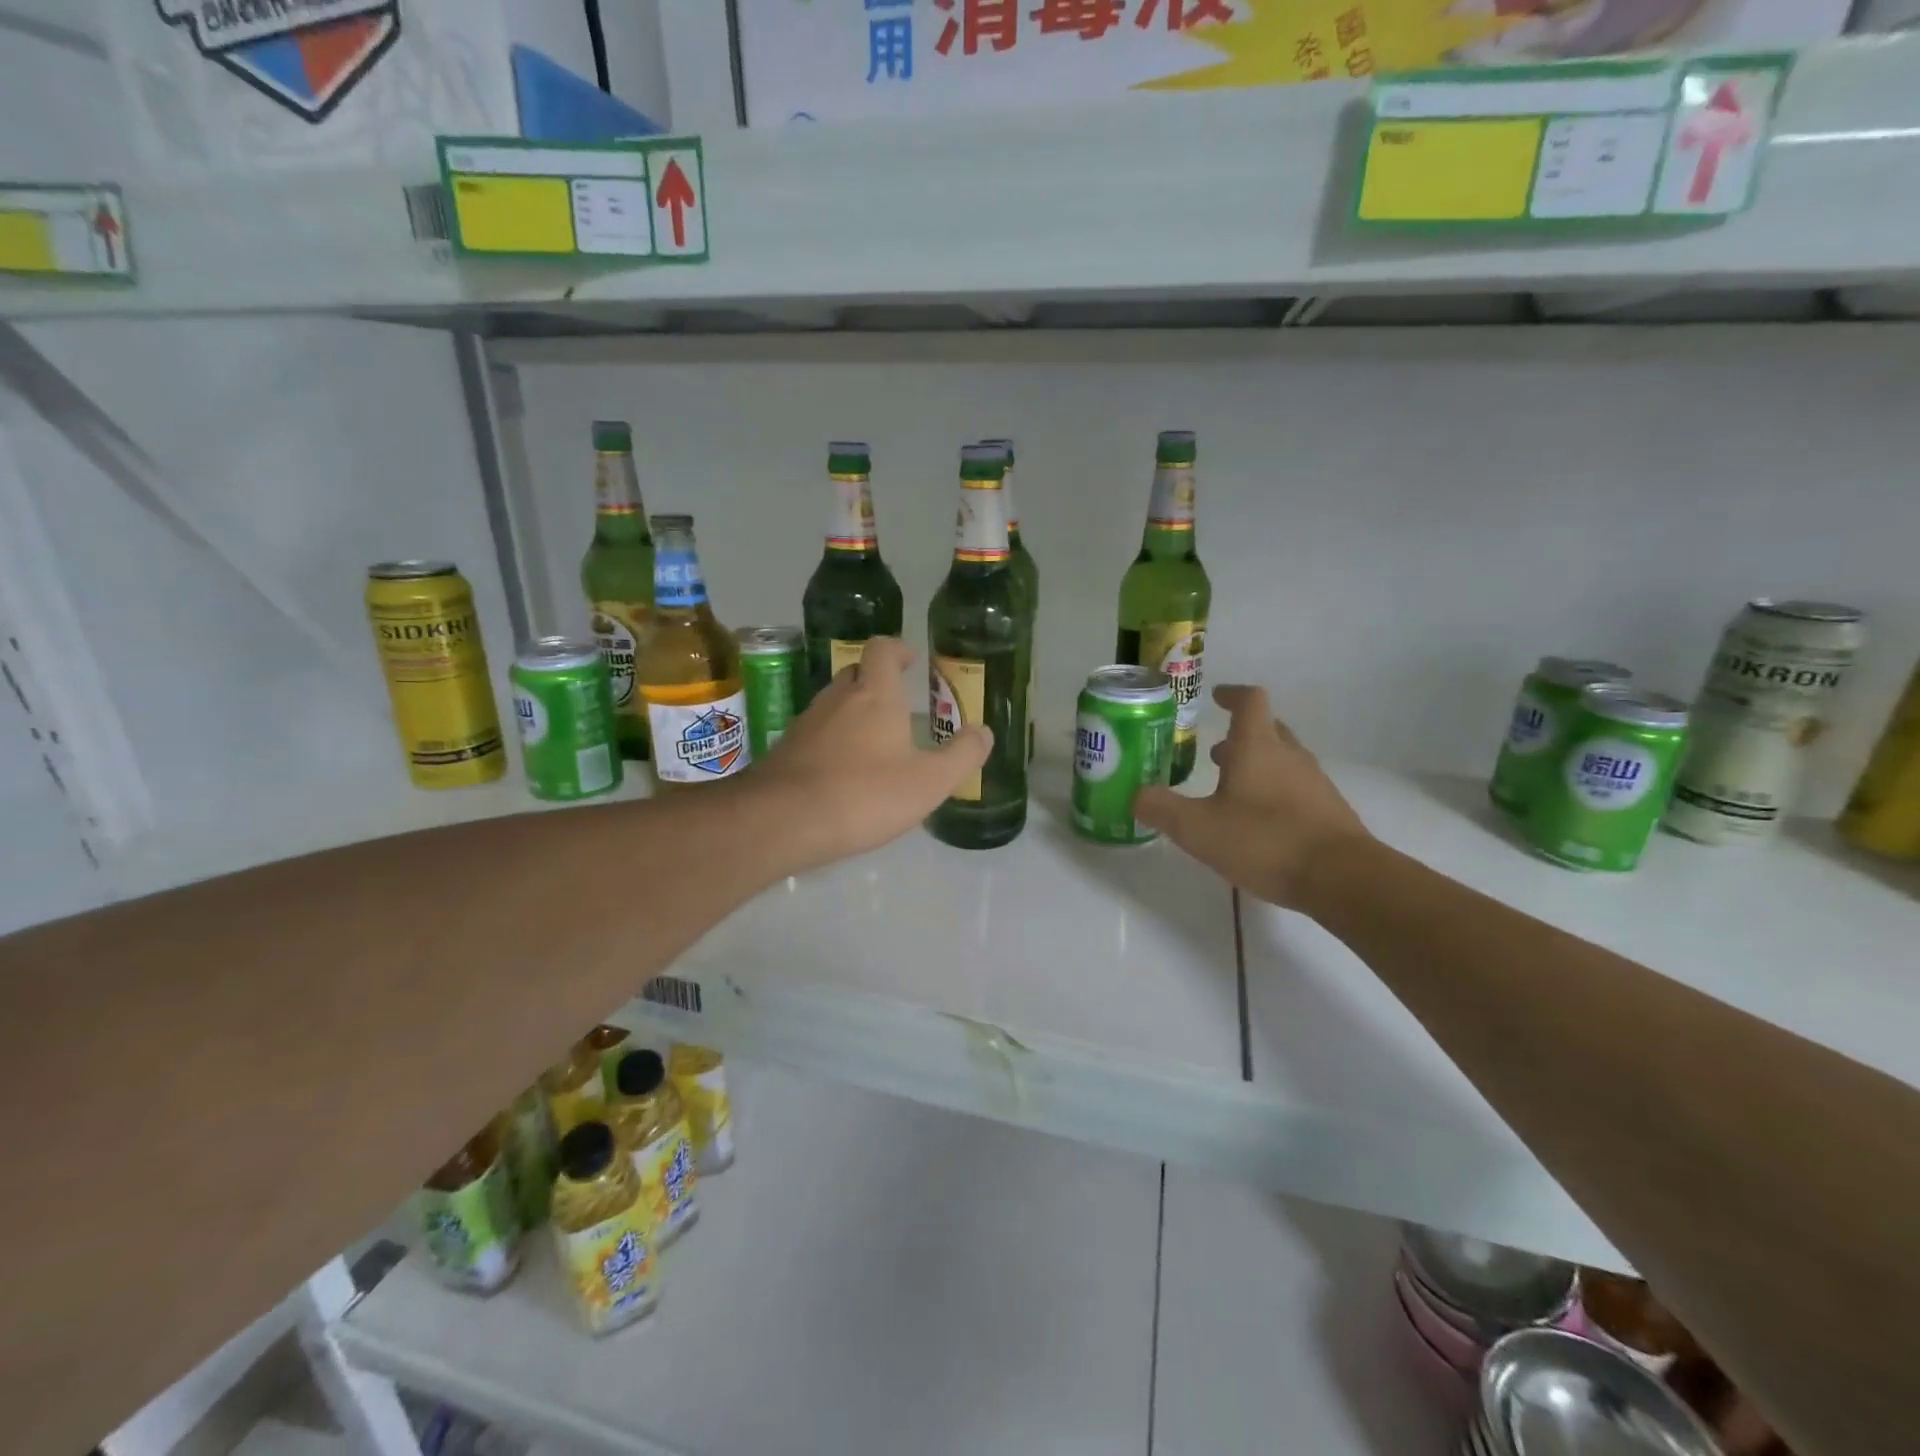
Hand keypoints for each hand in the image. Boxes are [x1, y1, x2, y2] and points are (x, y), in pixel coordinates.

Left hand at [751, 637, 991, 869]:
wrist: (782, 821)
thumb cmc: (864, 795)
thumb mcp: (929, 782)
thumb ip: (962, 755)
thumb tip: (984, 732)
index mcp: (875, 695)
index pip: (881, 650)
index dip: (897, 649)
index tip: (911, 660)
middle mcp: (837, 699)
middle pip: (856, 673)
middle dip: (877, 680)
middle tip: (898, 704)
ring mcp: (806, 723)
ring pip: (834, 703)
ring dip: (854, 711)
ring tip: (874, 740)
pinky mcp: (786, 749)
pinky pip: (816, 732)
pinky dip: (833, 739)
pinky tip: (843, 770)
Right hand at [1133, 684, 1369, 909]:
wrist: (1343, 879)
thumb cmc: (1265, 841)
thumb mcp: (1198, 829)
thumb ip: (1162, 809)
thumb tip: (1136, 795)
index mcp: (1257, 747)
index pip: (1249, 701)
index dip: (1232, 695)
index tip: (1216, 698)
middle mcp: (1289, 756)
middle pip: (1268, 729)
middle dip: (1240, 736)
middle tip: (1215, 752)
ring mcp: (1314, 782)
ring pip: (1282, 759)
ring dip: (1257, 765)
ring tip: (1230, 790)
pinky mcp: (1328, 810)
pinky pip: (1296, 787)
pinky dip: (1274, 791)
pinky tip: (1258, 822)